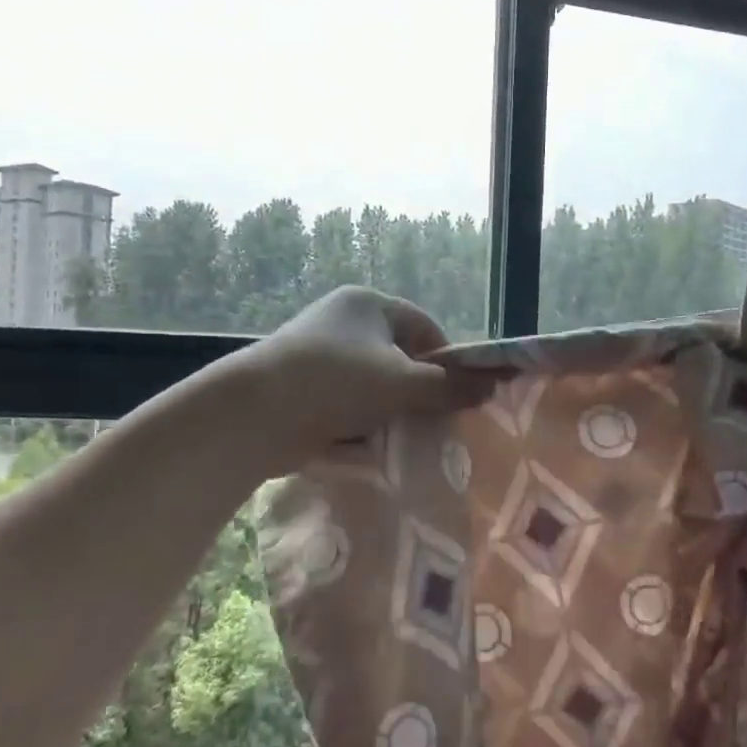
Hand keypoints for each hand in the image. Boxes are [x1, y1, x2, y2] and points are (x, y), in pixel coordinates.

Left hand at [227, 287, 495, 473]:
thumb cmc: (337, 383)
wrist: (254, 414)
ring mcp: (318, 353)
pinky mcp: (302, 386)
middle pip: (399, 356)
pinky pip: (346, 401)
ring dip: (389, 409)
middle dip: (417, 389)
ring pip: (373, 383)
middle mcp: (342, 321)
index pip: (424, 326)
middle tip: (433, 419)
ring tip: (402, 436)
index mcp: (368, 303)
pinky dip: (361, 420)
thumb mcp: (402, 384)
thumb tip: (491, 386)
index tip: (457, 395)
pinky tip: (368, 443)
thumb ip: (449, 387)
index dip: (447, 359)